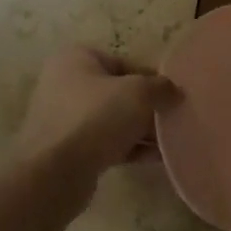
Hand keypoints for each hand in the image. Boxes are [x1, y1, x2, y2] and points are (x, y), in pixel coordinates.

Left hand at [15, 45, 179, 176]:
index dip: (152, 78)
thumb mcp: (138, 93)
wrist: (56, 172)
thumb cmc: (96, 117)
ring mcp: (64, 118)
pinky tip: (157, 158)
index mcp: (76, 59)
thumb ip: (161, 87)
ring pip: (113, 120)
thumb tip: (175, 92)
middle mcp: (65, 84)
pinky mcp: (68, 150)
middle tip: (174, 119)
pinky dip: (130, 148)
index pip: (123, 63)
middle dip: (147, 107)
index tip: (174, 95)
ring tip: (172, 141)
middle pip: (118, 92)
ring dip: (141, 130)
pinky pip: (107, 143)